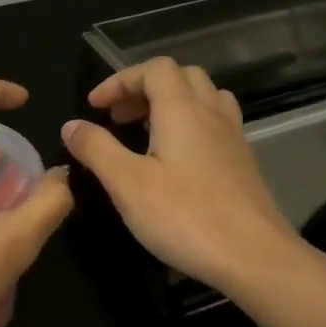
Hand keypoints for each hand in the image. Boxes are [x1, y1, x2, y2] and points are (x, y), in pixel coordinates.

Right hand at [62, 57, 300, 294]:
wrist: (253, 256)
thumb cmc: (185, 217)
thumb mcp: (127, 184)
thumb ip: (97, 149)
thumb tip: (72, 125)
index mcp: (182, 111)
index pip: (154, 70)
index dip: (120, 80)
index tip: (95, 107)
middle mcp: (212, 114)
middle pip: (182, 77)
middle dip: (145, 88)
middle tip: (118, 117)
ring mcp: (233, 138)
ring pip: (205, 98)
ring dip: (172, 103)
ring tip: (147, 130)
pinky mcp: (243, 163)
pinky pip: (216, 124)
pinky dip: (191, 126)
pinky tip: (177, 159)